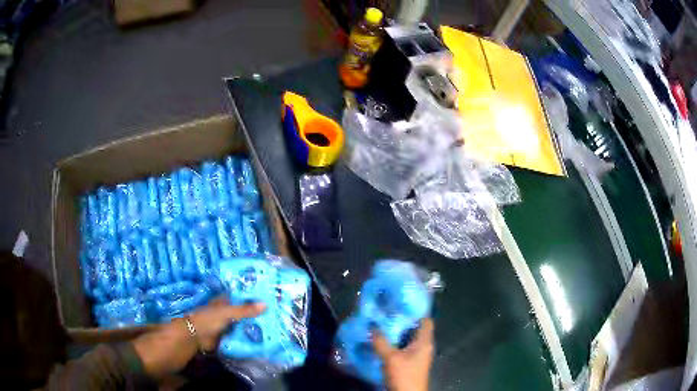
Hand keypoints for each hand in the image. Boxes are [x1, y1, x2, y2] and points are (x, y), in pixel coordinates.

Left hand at [132, 297, 265, 378]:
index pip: (237, 297)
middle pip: (240, 314)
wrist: (184, 344)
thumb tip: (265, 304)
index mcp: (220, 304)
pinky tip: (259, 347)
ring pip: (239, 329)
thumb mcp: (221, 314)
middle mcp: (221, 316)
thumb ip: (242, 310)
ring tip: (274, 332)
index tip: (270, 296)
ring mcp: (220, 331)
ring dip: (252, 331)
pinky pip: (237, 343)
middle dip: (255, 316)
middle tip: (278, 318)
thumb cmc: (201, 323)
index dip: (250, 296)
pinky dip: (246, 344)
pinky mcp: (221, 346)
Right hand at [371, 318, 433, 390]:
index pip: (426, 320)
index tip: (399, 305)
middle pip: (415, 328)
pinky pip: (404, 347)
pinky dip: (395, 343)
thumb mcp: (391, 358)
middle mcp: (424, 346)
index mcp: (425, 341)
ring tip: (381, 324)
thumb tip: (372, 326)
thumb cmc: (404, 375)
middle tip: (385, 313)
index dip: (415, 312)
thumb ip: (381, 342)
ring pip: (408, 338)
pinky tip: (382, 341)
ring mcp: (418, 354)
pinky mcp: (411, 362)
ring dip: (397, 333)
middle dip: (401, 321)